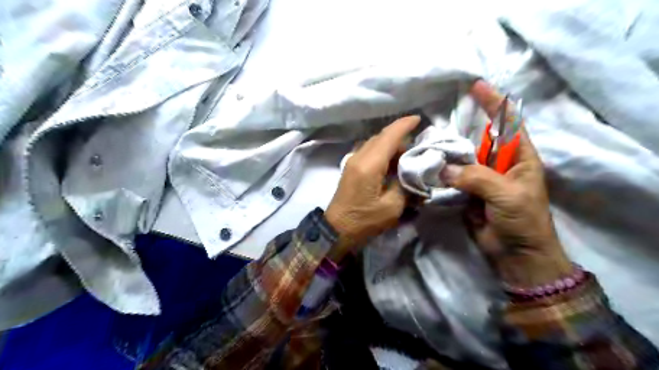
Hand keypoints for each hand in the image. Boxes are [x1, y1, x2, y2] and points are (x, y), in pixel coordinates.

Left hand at [325, 114, 422, 259]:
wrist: (336, 230)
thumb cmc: (364, 221)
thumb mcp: (392, 207)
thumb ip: (404, 185)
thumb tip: (411, 172)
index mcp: (369, 165)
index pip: (389, 136)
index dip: (404, 125)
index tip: (418, 119)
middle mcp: (359, 157)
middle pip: (381, 137)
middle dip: (400, 135)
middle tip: (418, 143)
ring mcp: (352, 161)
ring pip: (374, 143)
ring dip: (390, 143)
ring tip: (407, 153)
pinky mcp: (350, 168)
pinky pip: (369, 151)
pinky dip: (382, 151)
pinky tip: (391, 162)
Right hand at [443, 81, 572, 286]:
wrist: (515, 254)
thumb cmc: (522, 221)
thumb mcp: (507, 195)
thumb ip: (476, 178)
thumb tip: (444, 170)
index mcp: (519, 159)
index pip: (508, 124)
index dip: (495, 104)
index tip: (477, 87)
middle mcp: (500, 164)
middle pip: (481, 139)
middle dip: (464, 127)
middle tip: (442, 116)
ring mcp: (482, 178)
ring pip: (463, 158)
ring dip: (449, 151)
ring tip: (430, 140)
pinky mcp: (468, 192)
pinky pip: (454, 177)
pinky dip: (442, 171)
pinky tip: (429, 164)